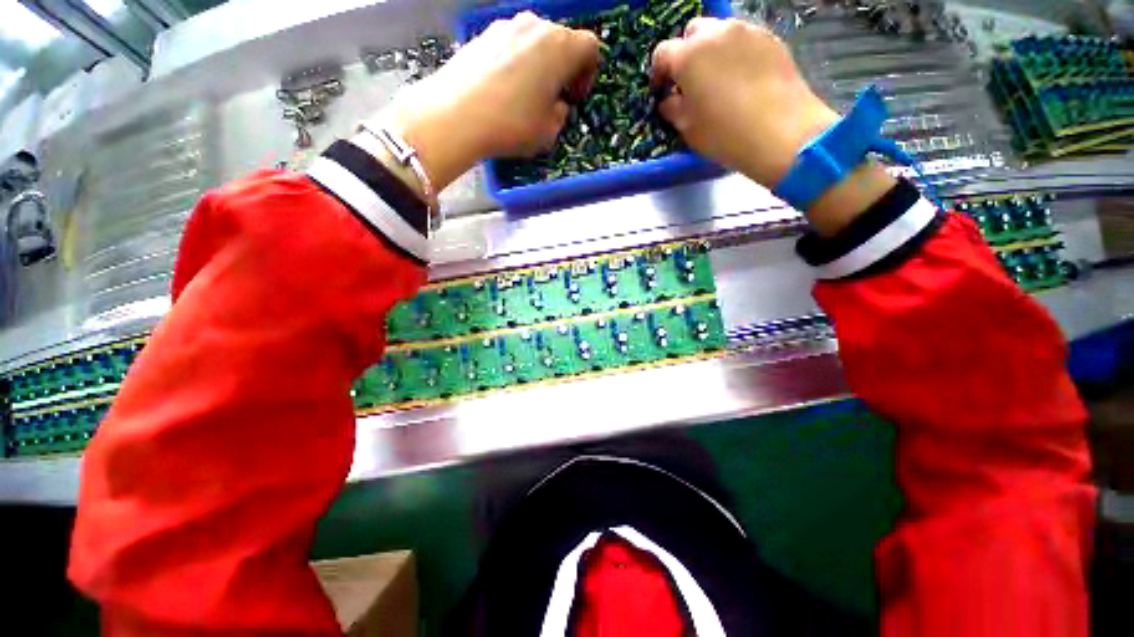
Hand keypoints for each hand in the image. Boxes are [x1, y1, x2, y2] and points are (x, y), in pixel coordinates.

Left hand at [380, 12, 599, 191]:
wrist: (456, 116)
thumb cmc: (510, 124)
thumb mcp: (549, 132)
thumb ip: (561, 114)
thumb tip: (556, 105)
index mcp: (560, 47)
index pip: (590, 48)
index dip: (588, 73)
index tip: (575, 95)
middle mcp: (535, 27)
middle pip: (562, 41)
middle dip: (563, 68)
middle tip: (554, 97)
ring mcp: (506, 27)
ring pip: (535, 42)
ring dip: (539, 65)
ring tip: (527, 96)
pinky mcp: (482, 35)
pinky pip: (511, 45)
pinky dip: (516, 63)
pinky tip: (504, 90)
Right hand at [652, 17, 895, 234]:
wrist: (781, 132)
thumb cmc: (724, 134)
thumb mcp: (688, 128)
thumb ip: (673, 110)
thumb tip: (669, 101)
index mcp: (688, 56)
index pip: (662, 53)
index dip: (658, 72)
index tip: (662, 90)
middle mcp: (715, 34)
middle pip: (692, 32)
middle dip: (686, 53)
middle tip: (690, 81)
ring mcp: (746, 32)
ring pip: (720, 32)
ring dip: (712, 51)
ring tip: (718, 79)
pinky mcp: (770, 39)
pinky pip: (744, 40)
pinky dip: (736, 54)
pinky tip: (742, 79)